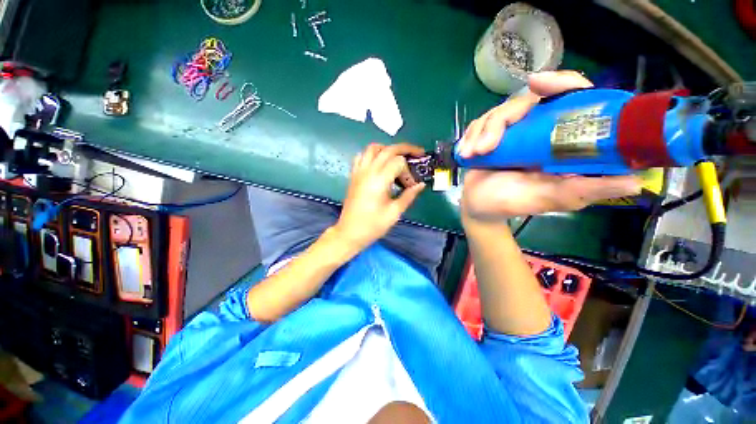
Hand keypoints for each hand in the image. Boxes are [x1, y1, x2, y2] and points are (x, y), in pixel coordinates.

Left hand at [334, 143, 425, 251]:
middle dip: (405, 148)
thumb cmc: (373, 225)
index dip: (408, 171)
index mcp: (379, 180)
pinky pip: (361, 156)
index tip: (410, 185)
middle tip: (417, 154)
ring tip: (397, 157)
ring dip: (387, 148)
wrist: (350, 233)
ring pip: (373, 148)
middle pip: (388, 149)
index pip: (398, 162)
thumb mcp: (394, 212)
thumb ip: (409, 196)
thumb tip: (420, 185)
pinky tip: (379, 164)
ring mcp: (359, 172)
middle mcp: (368, 171)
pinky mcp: (353, 176)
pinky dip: (372, 154)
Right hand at [458, 71, 641, 222]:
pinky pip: (479, 123)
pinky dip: (470, 136)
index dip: (561, 83)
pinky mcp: (490, 135)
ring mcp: (512, 131)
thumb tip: (635, 181)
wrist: (480, 207)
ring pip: (497, 113)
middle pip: (525, 101)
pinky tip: (466, 152)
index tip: (537, 83)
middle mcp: (539, 129)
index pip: (573, 97)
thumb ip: (586, 190)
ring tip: (473, 155)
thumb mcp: (551, 199)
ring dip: (480, 133)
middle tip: (484, 146)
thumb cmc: (514, 203)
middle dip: (500, 121)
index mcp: (562, 140)